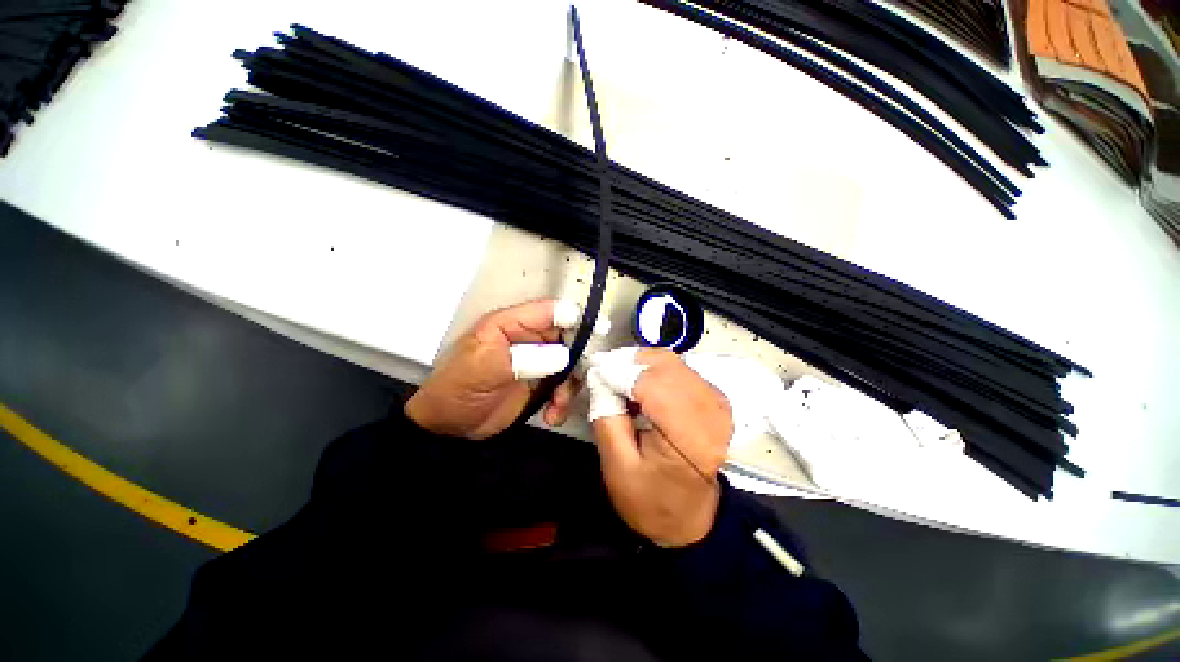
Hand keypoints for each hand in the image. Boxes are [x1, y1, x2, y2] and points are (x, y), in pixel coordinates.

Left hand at [405, 299, 582, 439]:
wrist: (447, 427)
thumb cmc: (458, 389)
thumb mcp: (485, 368)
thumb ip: (525, 358)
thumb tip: (564, 356)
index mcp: (511, 324)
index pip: (549, 312)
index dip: (575, 318)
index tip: (598, 333)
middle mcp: (529, 339)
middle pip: (568, 338)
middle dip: (577, 359)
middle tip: (577, 380)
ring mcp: (537, 362)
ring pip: (570, 364)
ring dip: (570, 386)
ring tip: (557, 405)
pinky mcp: (540, 384)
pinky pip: (563, 387)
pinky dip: (563, 401)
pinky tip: (552, 415)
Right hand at [589, 348, 732, 547]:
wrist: (692, 520)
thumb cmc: (652, 501)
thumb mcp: (617, 466)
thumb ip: (606, 416)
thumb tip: (600, 377)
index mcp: (689, 435)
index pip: (651, 382)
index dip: (619, 371)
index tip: (594, 371)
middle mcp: (710, 411)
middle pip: (664, 364)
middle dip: (630, 362)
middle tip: (605, 374)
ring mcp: (717, 401)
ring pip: (672, 361)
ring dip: (642, 364)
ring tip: (621, 381)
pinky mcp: (714, 398)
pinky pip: (680, 369)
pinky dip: (656, 370)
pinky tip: (642, 387)